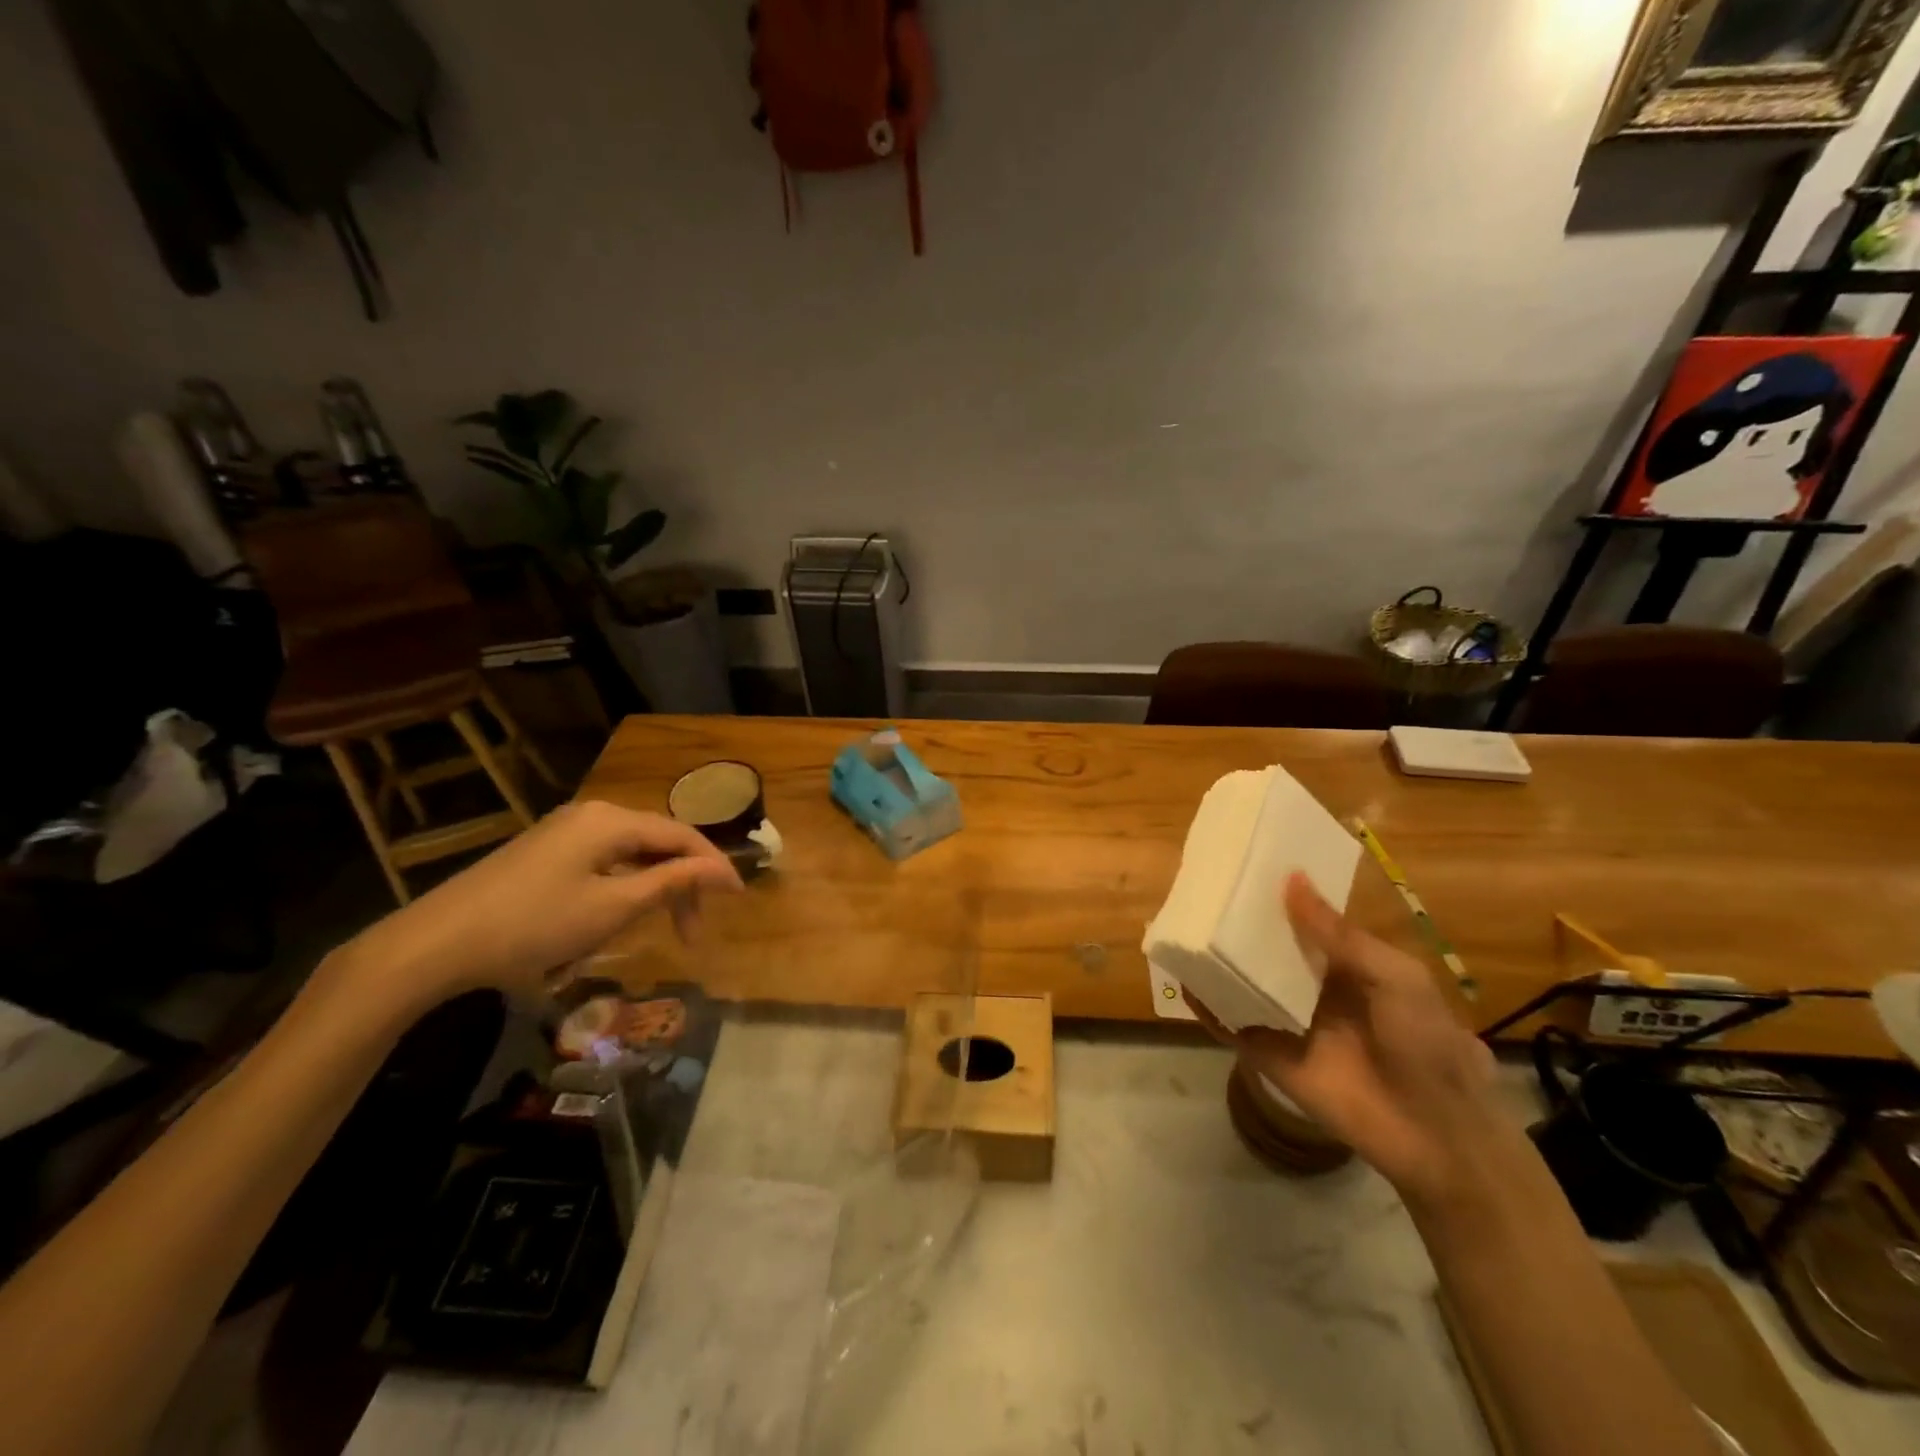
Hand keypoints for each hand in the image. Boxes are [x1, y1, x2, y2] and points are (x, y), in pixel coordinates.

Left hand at [323, 800, 741, 1014]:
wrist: (435, 943)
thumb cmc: (534, 925)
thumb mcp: (613, 907)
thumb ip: (673, 883)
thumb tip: (726, 872)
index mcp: (611, 820)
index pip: (682, 835)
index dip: (714, 865)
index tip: (738, 898)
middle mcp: (592, 814)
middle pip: (657, 842)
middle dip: (682, 883)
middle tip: (692, 931)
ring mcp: (564, 831)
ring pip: (631, 853)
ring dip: (654, 888)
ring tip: (663, 927)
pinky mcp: (545, 852)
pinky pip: (604, 861)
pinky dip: (625, 886)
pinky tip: (621, 914)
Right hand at [1188, 872, 1498, 1201]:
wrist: (1434, 1135)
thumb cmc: (1426, 1043)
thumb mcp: (1394, 977)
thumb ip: (1338, 934)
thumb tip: (1291, 879)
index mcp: (1347, 967)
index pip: (1305, 924)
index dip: (1279, 898)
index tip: (1246, 867)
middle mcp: (1311, 989)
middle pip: (1268, 951)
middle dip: (1240, 926)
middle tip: (1203, 891)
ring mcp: (1286, 1021)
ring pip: (1243, 984)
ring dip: (1217, 961)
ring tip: (1182, 926)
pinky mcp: (1266, 1054)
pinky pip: (1229, 1025)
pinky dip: (1205, 1006)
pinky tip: (1182, 980)